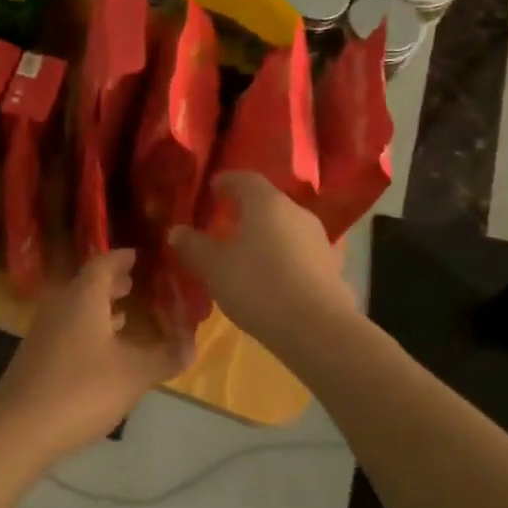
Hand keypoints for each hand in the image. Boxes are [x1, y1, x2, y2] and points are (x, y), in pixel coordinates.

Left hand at [0, 250, 193, 464]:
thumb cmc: (81, 389)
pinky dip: (89, 329)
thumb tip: (193, 345)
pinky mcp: (38, 355)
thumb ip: (165, 357)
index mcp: (83, 298)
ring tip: (126, 314)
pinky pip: (68, 328)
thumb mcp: (134, 374)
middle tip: (136, 283)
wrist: (19, 426)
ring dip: (100, 308)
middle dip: (112, 283)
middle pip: (87, 284)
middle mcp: (60, 305)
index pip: (102, 264)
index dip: (121, 258)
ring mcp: (44, 331)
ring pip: (76, 308)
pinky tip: (103, 350)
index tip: (138, 255)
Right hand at [170, 173, 356, 344]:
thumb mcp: (214, 267)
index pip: (245, 179)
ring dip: (268, 234)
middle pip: (269, 202)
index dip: (227, 181)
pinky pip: (301, 253)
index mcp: (267, 203)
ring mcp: (319, 239)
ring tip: (248, 251)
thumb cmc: (258, 286)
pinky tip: (276, 274)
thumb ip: (194, 246)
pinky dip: (286, 257)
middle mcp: (297, 212)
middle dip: (247, 209)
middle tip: (226, 221)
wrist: (317, 329)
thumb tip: (176, 231)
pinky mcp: (331, 267)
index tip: (212, 188)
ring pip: (287, 227)